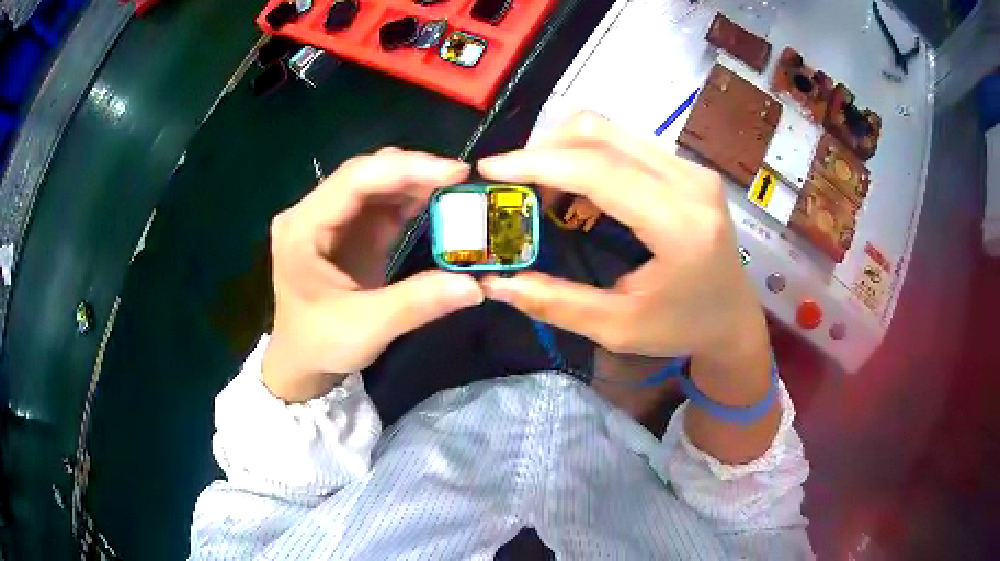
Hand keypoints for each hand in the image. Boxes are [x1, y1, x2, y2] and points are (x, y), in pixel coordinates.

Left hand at [263, 148, 483, 401]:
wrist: (302, 361)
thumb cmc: (321, 344)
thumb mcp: (367, 328)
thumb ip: (418, 302)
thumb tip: (473, 284)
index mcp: (302, 228)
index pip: (355, 180)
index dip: (407, 169)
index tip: (456, 172)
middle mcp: (311, 212)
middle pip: (366, 173)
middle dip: (415, 171)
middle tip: (462, 181)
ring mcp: (330, 217)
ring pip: (376, 182)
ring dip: (416, 182)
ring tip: (457, 191)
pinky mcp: (348, 228)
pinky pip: (381, 202)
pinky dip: (410, 199)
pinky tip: (437, 202)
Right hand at [478, 113, 770, 407]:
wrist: (733, 318)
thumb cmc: (683, 328)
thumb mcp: (618, 327)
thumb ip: (556, 303)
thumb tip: (495, 283)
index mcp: (679, 225)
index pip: (599, 170)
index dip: (538, 163)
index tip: (490, 170)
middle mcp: (690, 183)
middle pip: (601, 133)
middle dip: (544, 149)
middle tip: (514, 185)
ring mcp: (692, 169)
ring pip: (611, 131)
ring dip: (564, 150)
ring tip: (541, 190)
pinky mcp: (688, 168)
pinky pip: (625, 142)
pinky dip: (587, 156)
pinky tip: (575, 188)